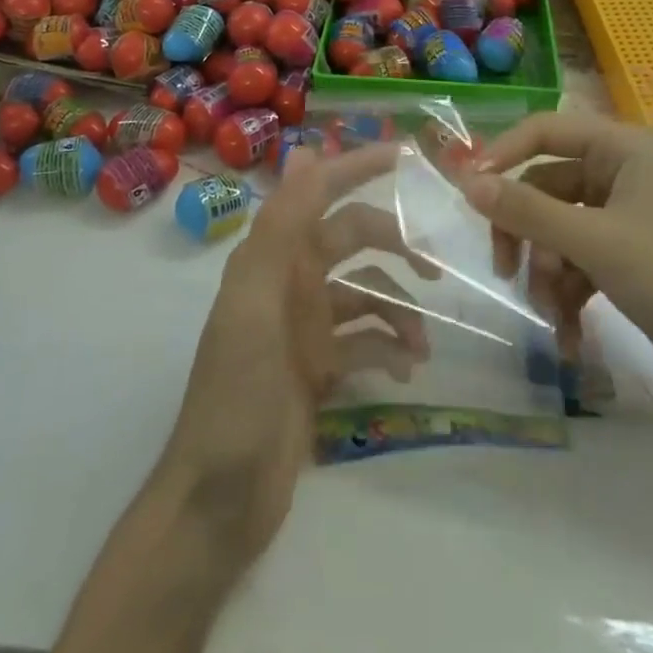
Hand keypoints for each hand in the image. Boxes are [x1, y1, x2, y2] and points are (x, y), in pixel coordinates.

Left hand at [156, 142, 438, 569]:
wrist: (217, 503)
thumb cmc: (236, 394)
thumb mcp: (255, 302)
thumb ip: (280, 227)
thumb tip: (305, 149)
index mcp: (273, 256)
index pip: (321, 191)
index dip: (358, 166)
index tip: (408, 155)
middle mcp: (291, 280)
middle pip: (355, 239)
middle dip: (396, 243)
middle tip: (436, 266)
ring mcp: (306, 325)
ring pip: (368, 292)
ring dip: (399, 309)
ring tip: (422, 345)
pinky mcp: (320, 368)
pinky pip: (366, 340)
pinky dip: (389, 347)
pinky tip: (405, 369)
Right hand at [461, 113, 652, 401]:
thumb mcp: (593, 242)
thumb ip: (526, 210)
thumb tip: (467, 182)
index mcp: (622, 148)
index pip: (545, 130)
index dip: (503, 154)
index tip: (469, 190)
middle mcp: (621, 173)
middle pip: (545, 188)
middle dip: (526, 233)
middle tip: (504, 269)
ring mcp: (624, 217)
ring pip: (557, 230)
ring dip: (545, 272)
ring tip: (551, 314)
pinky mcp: (627, 257)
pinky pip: (577, 261)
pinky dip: (567, 294)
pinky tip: (568, 336)